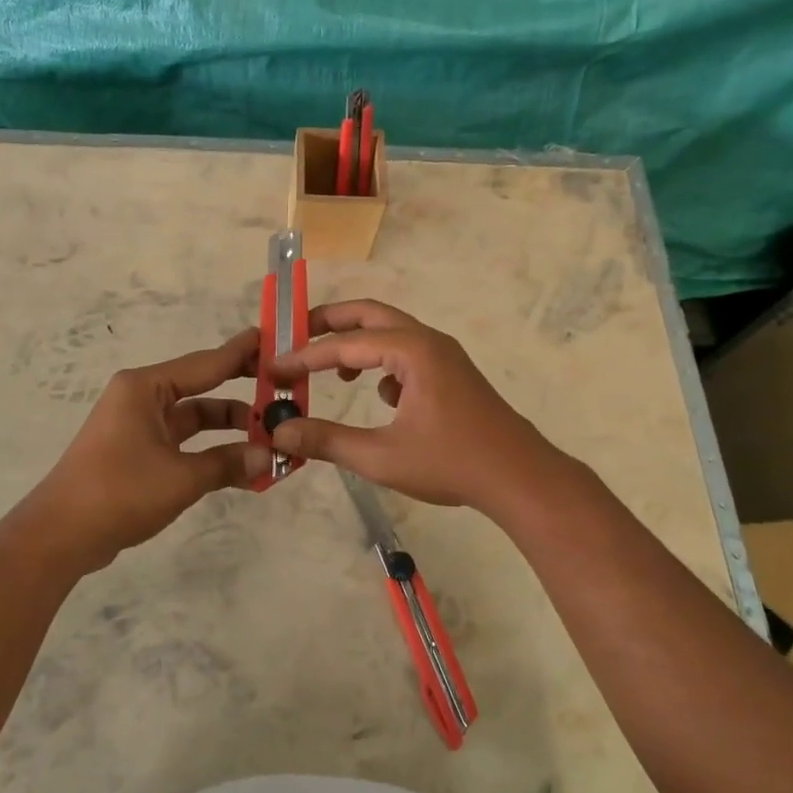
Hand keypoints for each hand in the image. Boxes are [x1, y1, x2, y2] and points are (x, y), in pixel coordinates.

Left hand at [28, 328, 271, 566]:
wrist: (60, 535)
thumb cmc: (120, 491)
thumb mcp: (181, 477)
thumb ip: (228, 462)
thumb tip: (271, 457)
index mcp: (146, 387)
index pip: (206, 363)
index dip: (242, 353)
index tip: (273, 339)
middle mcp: (142, 398)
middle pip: (202, 389)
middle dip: (242, 395)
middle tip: (283, 394)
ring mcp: (138, 426)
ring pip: (194, 419)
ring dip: (229, 430)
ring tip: (272, 439)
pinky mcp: (137, 453)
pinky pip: (183, 444)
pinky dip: (210, 452)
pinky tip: (242, 467)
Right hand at [268, 300, 567, 516]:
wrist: (520, 478)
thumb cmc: (452, 464)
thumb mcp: (381, 457)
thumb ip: (327, 441)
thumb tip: (280, 434)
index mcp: (411, 350)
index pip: (345, 344)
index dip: (304, 356)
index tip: (272, 368)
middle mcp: (428, 340)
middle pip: (369, 315)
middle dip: (328, 324)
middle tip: (293, 337)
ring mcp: (443, 354)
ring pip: (389, 333)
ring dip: (356, 344)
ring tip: (328, 371)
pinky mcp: (451, 373)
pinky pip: (406, 352)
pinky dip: (381, 363)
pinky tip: (378, 396)